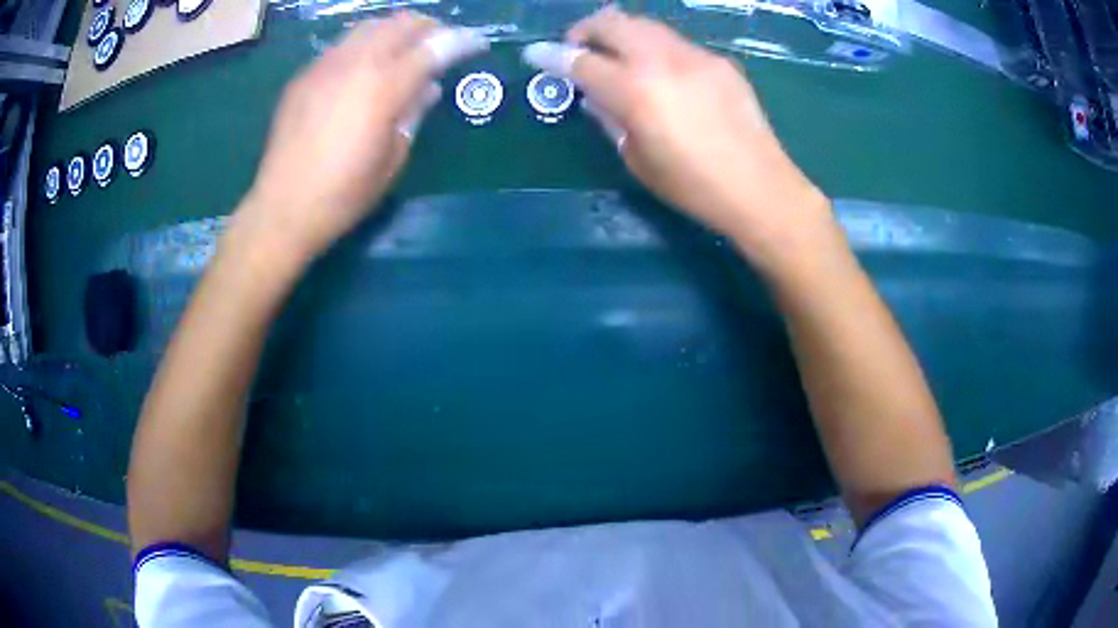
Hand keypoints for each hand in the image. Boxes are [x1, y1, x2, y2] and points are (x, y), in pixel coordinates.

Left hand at [237, 13, 486, 263]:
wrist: (283, 208)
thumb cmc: (345, 193)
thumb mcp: (393, 158)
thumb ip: (414, 113)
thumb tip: (429, 87)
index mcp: (384, 87)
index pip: (434, 47)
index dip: (462, 41)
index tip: (478, 43)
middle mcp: (355, 64)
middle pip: (400, 24)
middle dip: (428, 27)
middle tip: (440, 43)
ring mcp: (325, 66)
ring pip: (369, 27)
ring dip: (394, 30)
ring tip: (403, 49)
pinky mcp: (303, 77)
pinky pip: (342, 46)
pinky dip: (363, 46)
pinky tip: (363, 69)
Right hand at [525, 7, 832, 268]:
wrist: (759, 188)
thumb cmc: (692, 186)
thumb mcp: (636, 159)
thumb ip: (609, 118)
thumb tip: (593, 95)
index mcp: (635, 90)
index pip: (580, 60)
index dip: (551, 55)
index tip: (535, 54)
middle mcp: (662, 60)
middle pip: (612, 22)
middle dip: (585, 29)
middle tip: (579, 49)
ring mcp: (695, 56)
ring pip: (645, 25)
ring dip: (622, 34)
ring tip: (619, 57)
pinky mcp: (719, 61)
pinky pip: (676, 43)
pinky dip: (656, 49)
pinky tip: (663, 75)